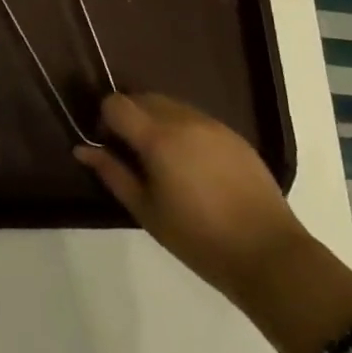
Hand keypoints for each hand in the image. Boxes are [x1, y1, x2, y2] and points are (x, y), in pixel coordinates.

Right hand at [76, 94, 305, 300]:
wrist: (269, 254)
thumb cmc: (198, 238)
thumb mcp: (146, 211)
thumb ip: (112, 173)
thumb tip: (82, 149)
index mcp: (158, 137)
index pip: (116, 103)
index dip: (106, 120)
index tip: (111, 148)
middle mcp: (183, 119)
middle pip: (142, 98)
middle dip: (130, 118)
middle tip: (134, 156)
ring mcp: (212, 124)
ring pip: (170, 105)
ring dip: (156, 121)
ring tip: (165, 162)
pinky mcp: (234, 135)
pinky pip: (196, 118)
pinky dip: (183, 129)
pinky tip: (193, 166)